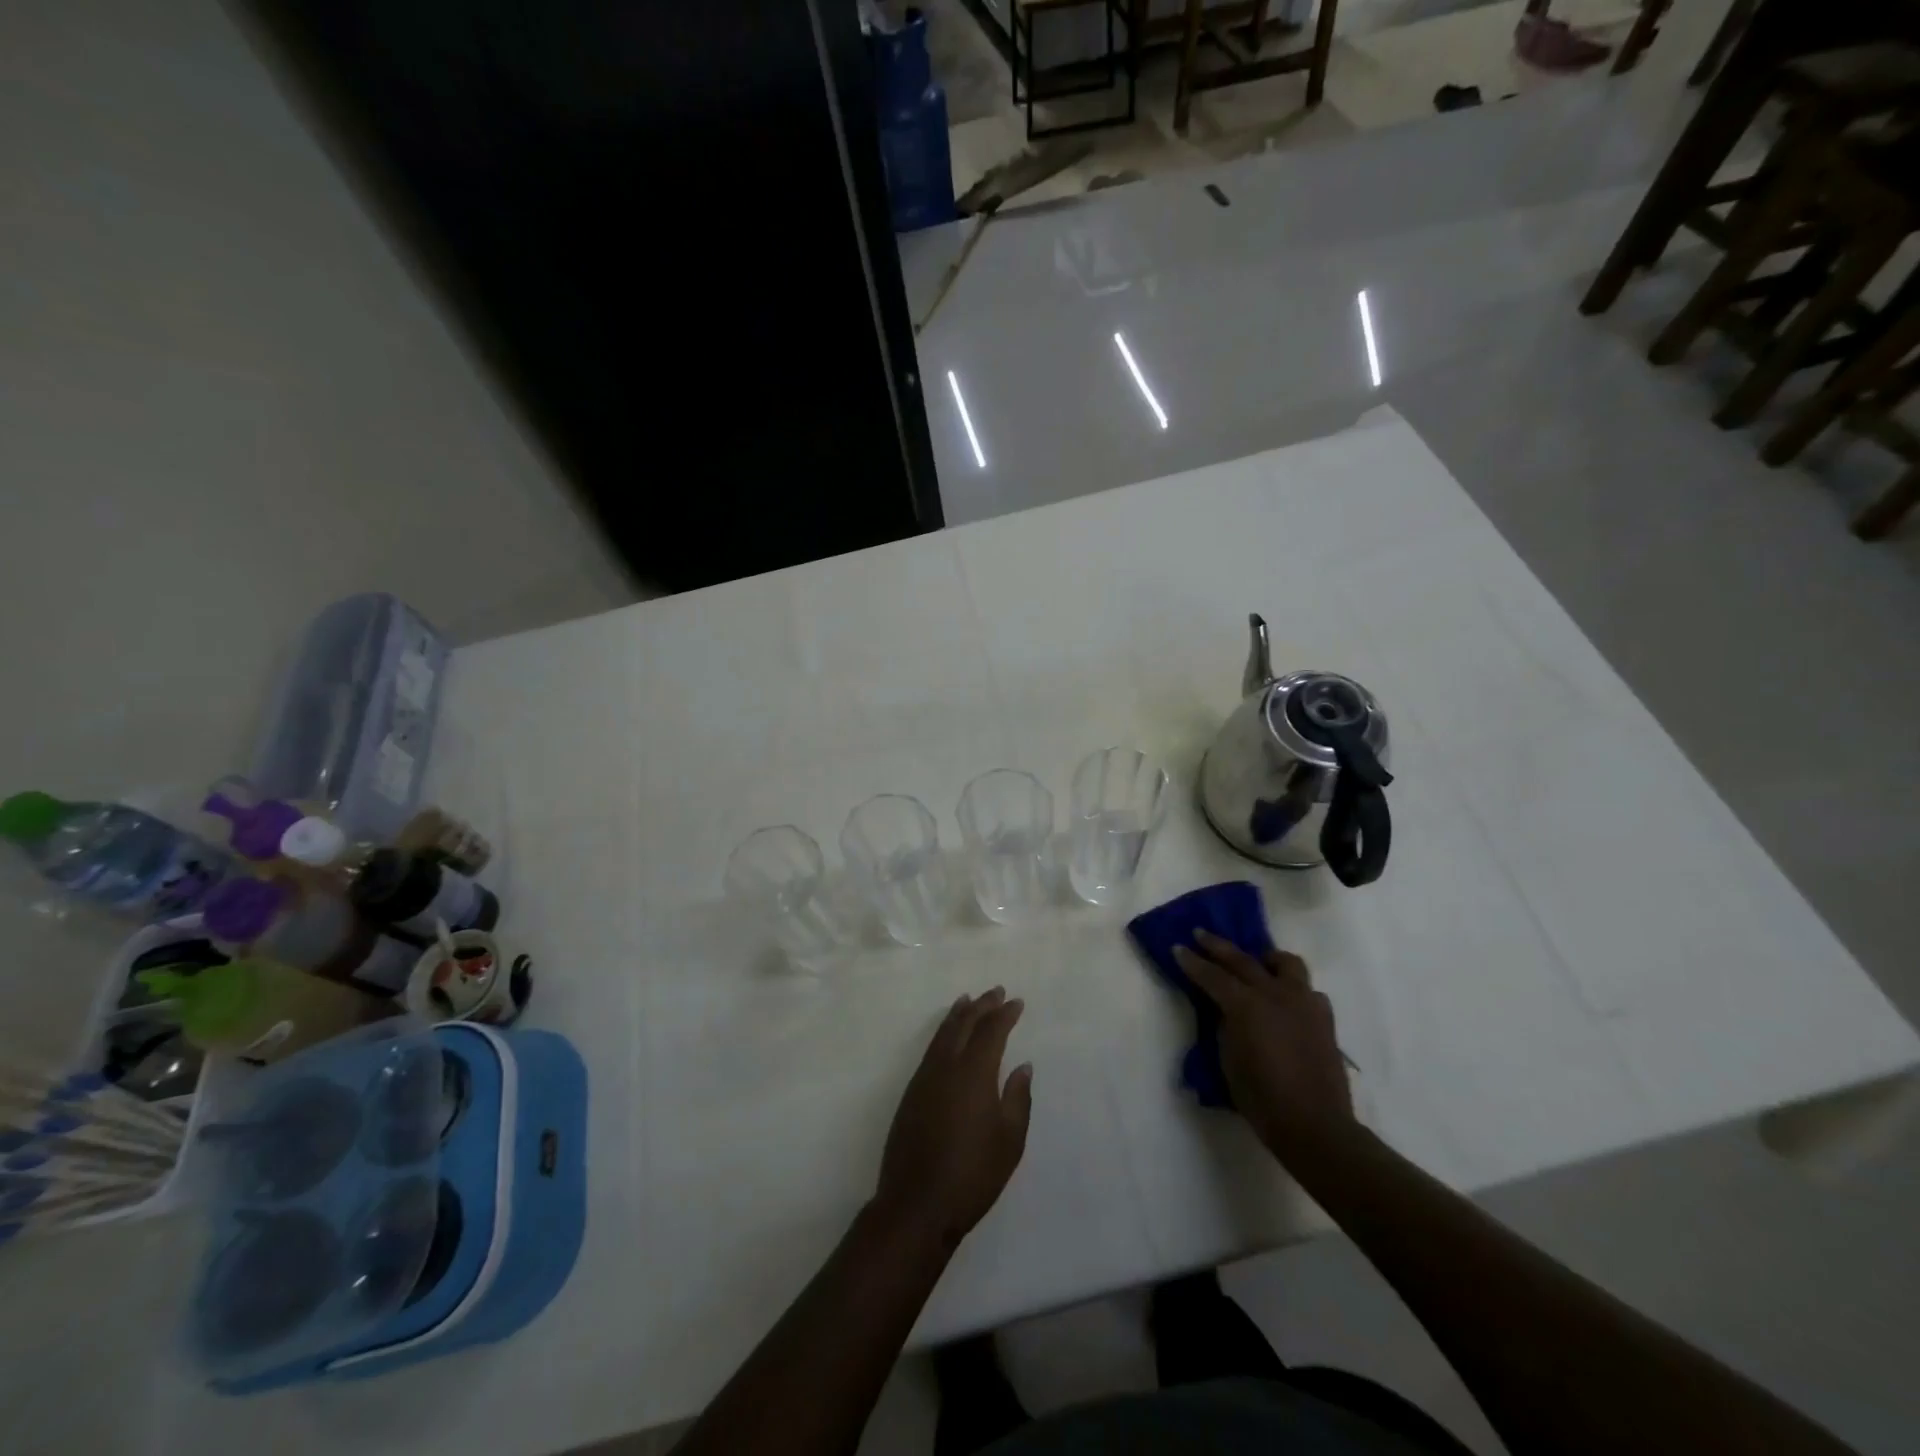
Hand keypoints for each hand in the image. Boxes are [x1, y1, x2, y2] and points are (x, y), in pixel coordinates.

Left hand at [873, 988, 1032, 1250]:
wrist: (917, 1204)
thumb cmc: (973, 1174)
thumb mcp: (1009, 1141)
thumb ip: (1018, 1098)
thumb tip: (1022, 1065)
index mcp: (974, 1073)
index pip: (991, 1032)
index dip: (1004, 1014)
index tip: (1017, 1002)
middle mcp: (946, 1066)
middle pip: (964, 1025)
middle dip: (981, 1006)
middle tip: (996, 991)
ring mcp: (924, 1078)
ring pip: (943, 1034)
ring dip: (958, 1015)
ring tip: (968, 1000)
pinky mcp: (911, 1093)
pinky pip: (931, 1049)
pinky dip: (943, 1033)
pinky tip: (947, 1036)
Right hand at [1174, 929, 1356, 1160]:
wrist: (1315, 1125)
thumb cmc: (1261, 1098)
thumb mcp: (1228, 1059)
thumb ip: (1225, 1025)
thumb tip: (1225, 1009)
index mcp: (1247, 1005)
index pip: (1212, 976)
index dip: (1192, 962)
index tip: (1177, 948)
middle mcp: (1276, 994)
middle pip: (1243, 960)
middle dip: (1218, 946)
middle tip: (1200, 934)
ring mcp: (1304, 1003)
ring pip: (1286, 963)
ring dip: (1266, 959)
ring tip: (1257, 963)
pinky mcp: (1324, 1017)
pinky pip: (1308, 990)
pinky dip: (1293, 989)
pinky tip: (1286, 1002)